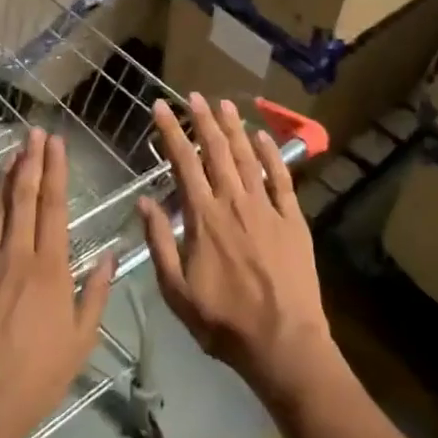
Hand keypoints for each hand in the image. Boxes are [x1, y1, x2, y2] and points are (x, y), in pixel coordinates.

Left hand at [0, 129, 116, 437]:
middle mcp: (15, 257)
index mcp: (49, 269)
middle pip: (22, 198)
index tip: (55, 143)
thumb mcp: (81, 339)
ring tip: (12, 153)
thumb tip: (111, 256)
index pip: (53, 207)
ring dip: (4, 179)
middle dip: (29, 161)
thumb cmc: (37, 376)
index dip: (55, 171)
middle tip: (33, 133)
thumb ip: (95, 293)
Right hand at [139, 95, 337, 409]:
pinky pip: (281, 179)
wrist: (282, 341)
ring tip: (224, 104)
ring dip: (234, 128)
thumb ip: (159, 242)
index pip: (183, 163)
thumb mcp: (176, 290)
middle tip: (193, 95)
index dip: (170, 132)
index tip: (160, 107)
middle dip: (202, 120)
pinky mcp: (293, 219)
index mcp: (204, 218)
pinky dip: (272, 154)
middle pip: (217, 151)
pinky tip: (264, 136)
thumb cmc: (223, 321)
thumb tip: (144, 201)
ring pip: (248, 157)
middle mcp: (234, 202)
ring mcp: (266, 208)